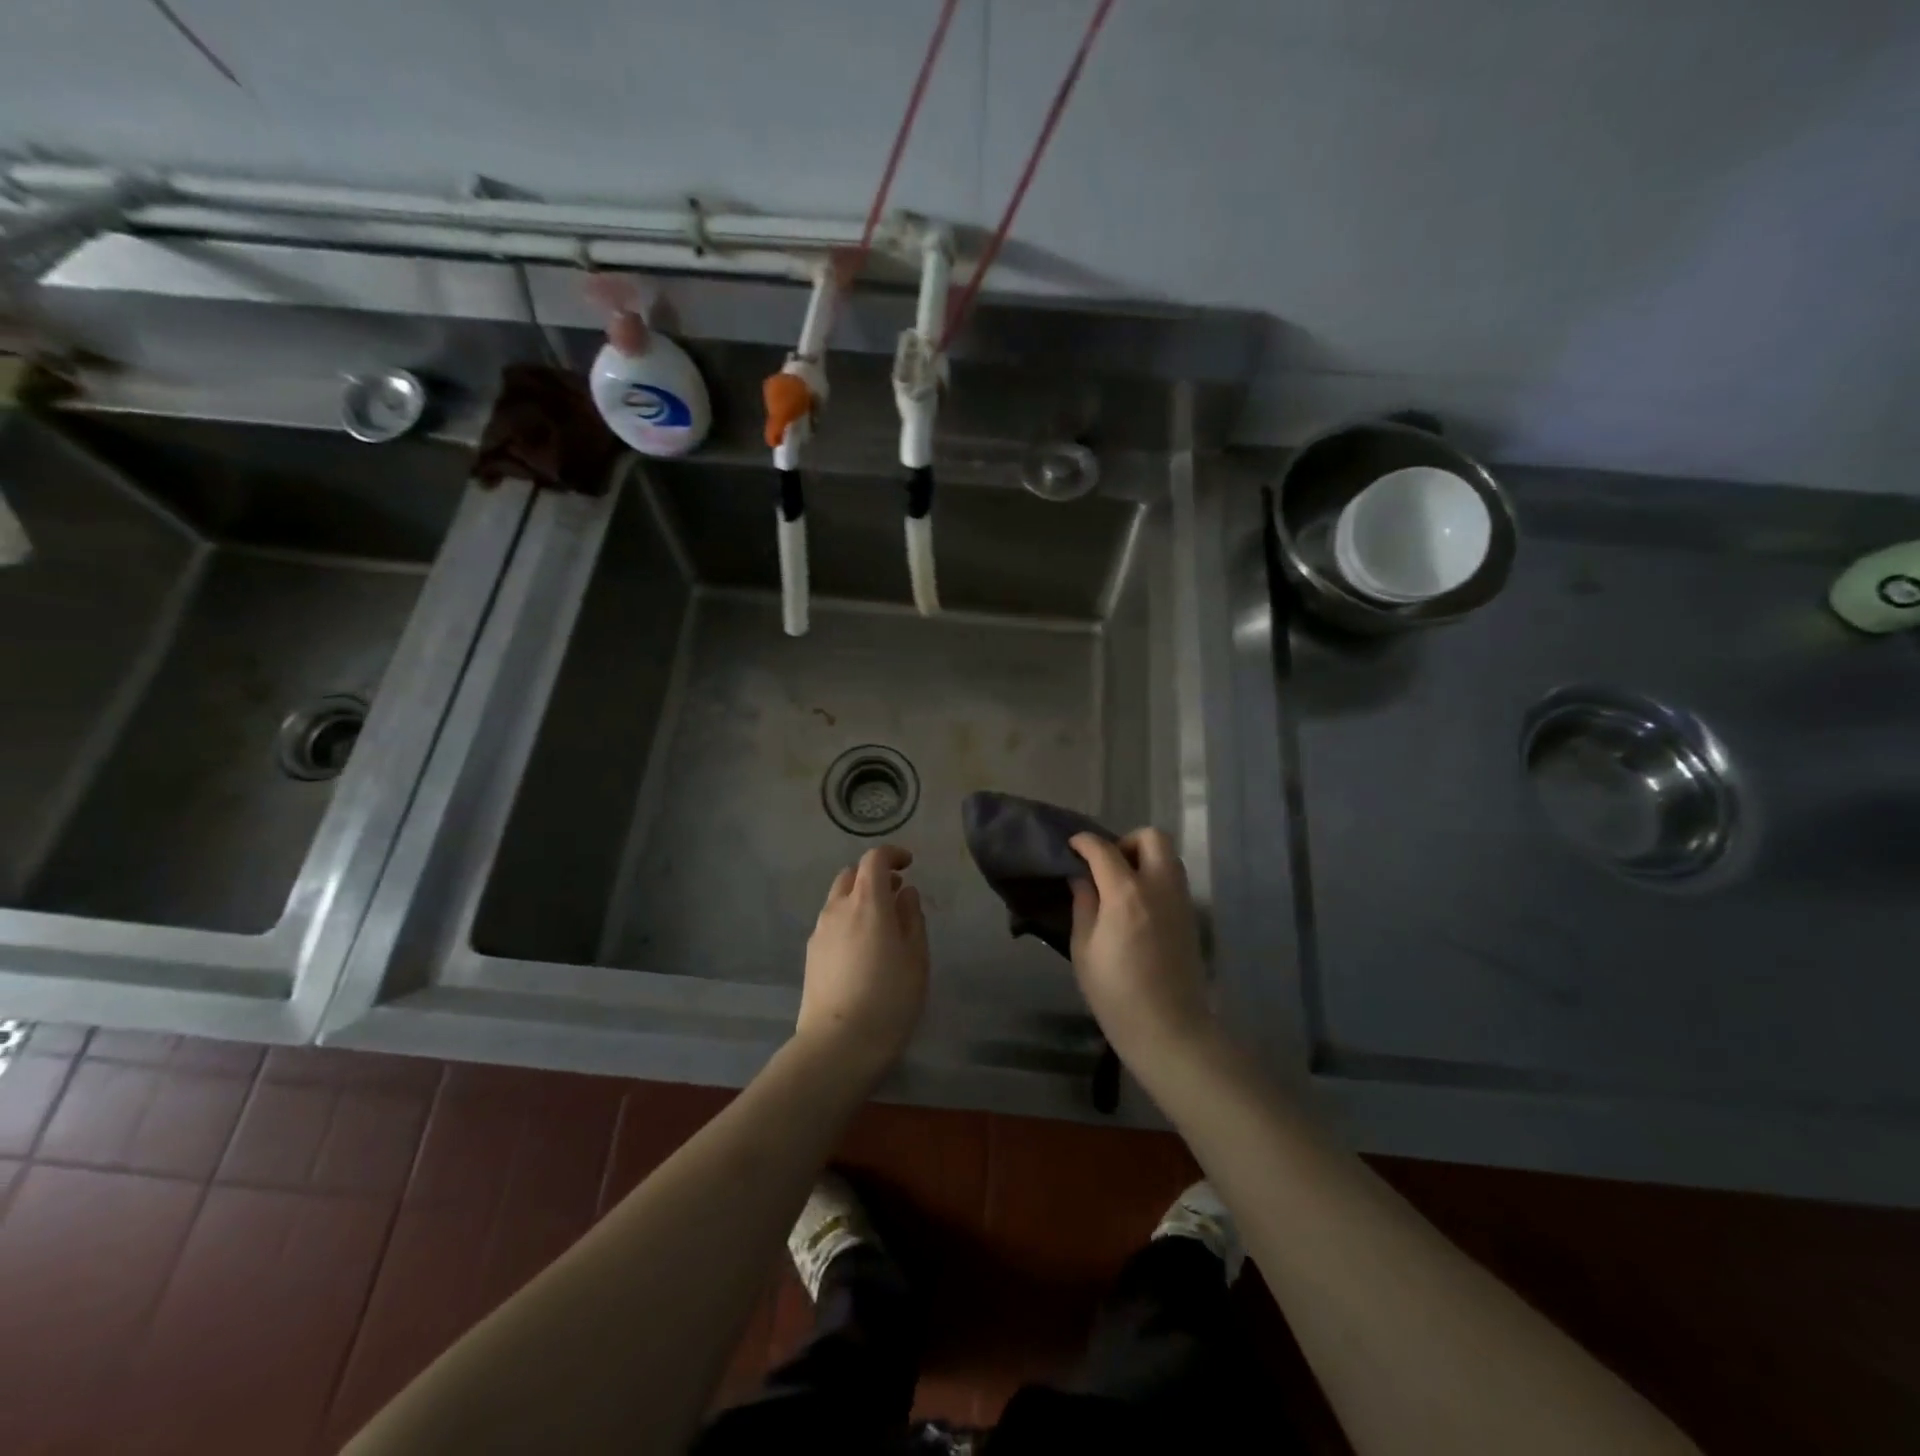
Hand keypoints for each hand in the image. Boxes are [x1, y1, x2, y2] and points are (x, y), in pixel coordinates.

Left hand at [796, 844, 928, 1078]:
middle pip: (851, 875)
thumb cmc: (889, 998)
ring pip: (838, 899)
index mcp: (867, 902)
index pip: (874, 859)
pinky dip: (847, 920)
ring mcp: (819, 931)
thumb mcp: (916, 957)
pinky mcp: (810, 954)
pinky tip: (861, 950)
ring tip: (880, 926)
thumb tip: (905, 893)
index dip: (892, 855)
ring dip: (859, 899)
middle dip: (873, 876)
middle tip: (896, 895)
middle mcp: (838, 908)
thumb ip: (912, 918)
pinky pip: (831, 923)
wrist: (838, 1045)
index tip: (909, 864)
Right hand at [1068, 830, 1216, 1067]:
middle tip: (1106, 866)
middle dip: (1125, 841)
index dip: (1084, 842)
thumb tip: (1081, 878)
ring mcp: (1181, 900)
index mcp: (1126, 893)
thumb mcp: (1084, 949)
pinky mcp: (1191, 917)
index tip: (1072, 846)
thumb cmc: (1116, 993)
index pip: (1104, 849)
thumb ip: (1083, 905)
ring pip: (1168, 856)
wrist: (1170, 1029)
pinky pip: (1174, 879)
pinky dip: (1156, 877)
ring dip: (1144, 858)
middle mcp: (1159, 886)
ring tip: (1121, 885)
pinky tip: (1138, 905)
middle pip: (1151, 838)